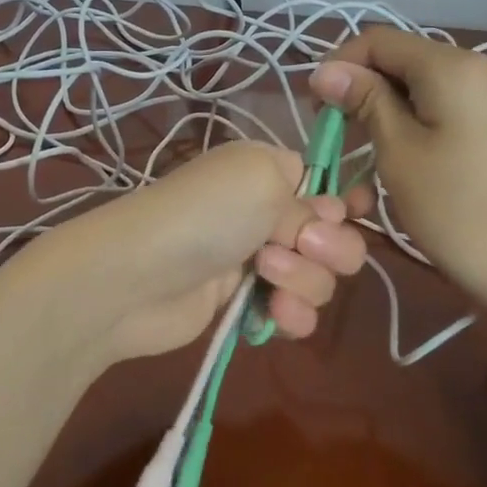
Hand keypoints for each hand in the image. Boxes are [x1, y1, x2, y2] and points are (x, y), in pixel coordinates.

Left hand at [44, 141, 370, 362]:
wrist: (137, 278)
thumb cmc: (204, 214)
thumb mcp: (263, 180)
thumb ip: (308, 197)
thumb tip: (325, 217)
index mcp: (270, 171)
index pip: (326, 186)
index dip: (344, 203)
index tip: (350, 213)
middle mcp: (267, 213)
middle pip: (334, 237)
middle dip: (329, 247)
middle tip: (300, 246)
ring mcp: (257, 262)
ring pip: (320, 279)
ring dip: (305, 281)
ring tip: (265, 276)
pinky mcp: (247, 305)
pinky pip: (296, 313)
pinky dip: (292, 315)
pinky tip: (274, 315)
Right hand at [310, 28, 486, 330]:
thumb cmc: (460, 213)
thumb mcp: (399, 154)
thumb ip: (365, 101)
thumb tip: (327, 70)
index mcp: (457, 65)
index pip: (380, 40)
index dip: (340, 66)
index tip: (317, 108)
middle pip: (408, 61)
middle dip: (367, 91)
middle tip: (340, 137)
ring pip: (432, 87)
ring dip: (394, 112)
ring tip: (372, 156)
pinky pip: (459, 106)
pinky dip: (427, 123)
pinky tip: (414, 158)